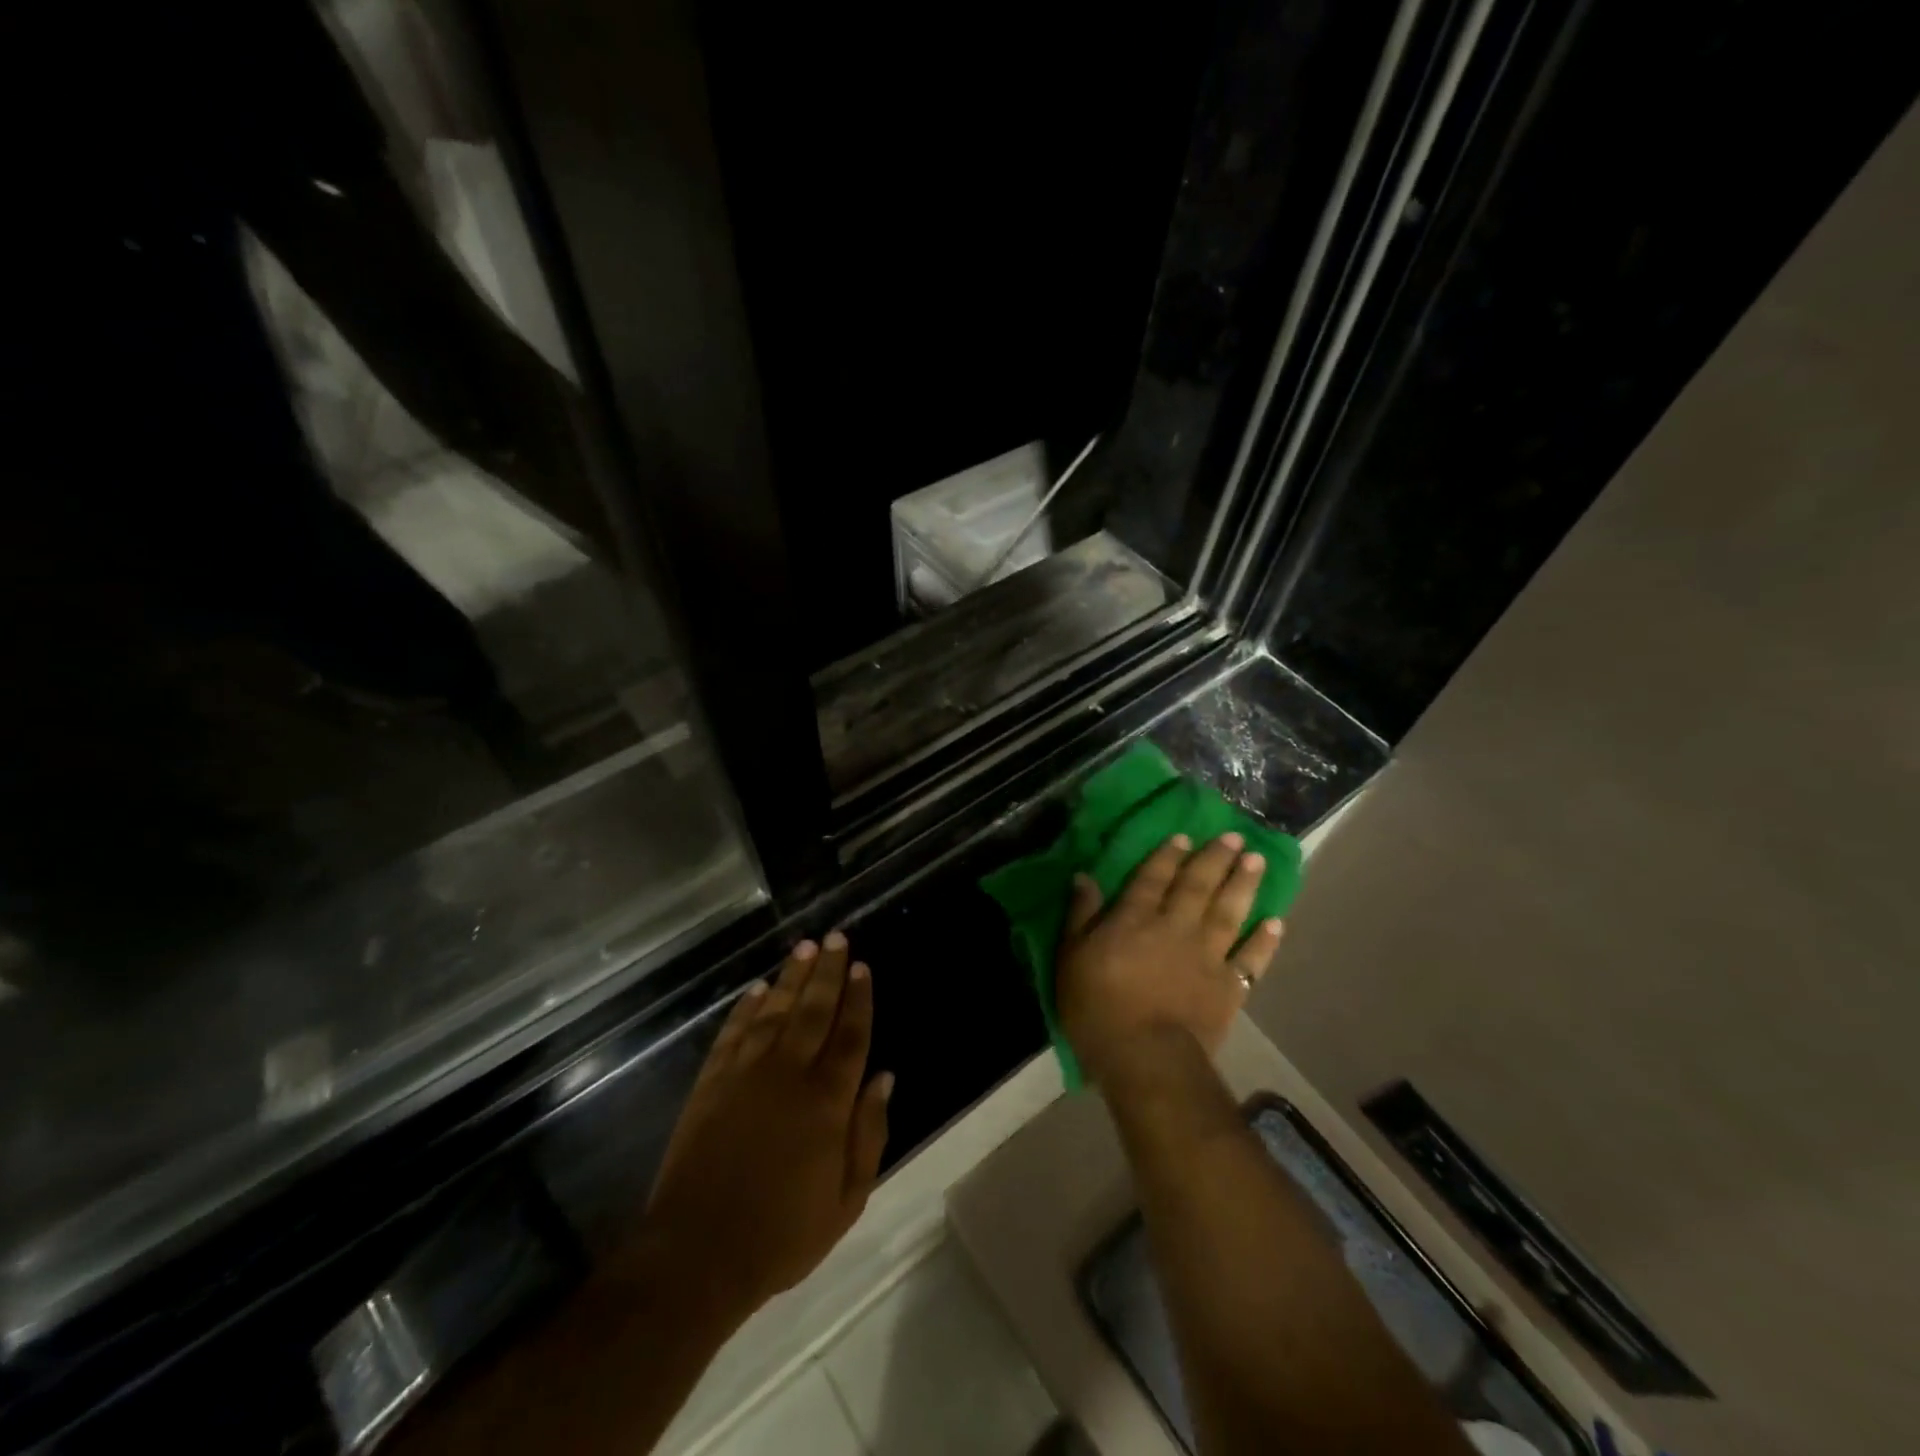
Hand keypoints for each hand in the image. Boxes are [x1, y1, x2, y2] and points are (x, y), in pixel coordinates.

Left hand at [633, 933, 891, 1327]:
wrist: (698, 1255)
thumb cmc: (782, 1234)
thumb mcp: (846, 1200)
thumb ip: (869, 1133)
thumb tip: (884, 1077)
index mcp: (827, 1100)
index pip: (850, 1035)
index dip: (859, 999)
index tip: (864, 967)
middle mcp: (789, 1073)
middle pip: (814, 1010)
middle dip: (828, 971)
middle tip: (837, 938)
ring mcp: (745, 1074)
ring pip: (774, 1011)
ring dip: (791, 977)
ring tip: (805, 948)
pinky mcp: (711, 1083)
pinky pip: (733, 1033)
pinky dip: (746, 1008)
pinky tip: (757, 990)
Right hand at [1056, 832, 1283, 1081]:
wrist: (1146, 1057)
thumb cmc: (1098, 1009)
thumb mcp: (1070, 958)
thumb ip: (1080, 916)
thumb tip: (1084, 877)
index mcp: (1136, 919)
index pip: (1152, 878)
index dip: (1167, 855)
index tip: (1184, 836)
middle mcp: (1176, 927)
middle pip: (1197, 886)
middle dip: (1214, 859)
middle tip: (1233, 836)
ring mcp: (1207, 956)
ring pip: (1229, 912)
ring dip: (1243, 885)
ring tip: (1256, 861)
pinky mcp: (1229, 988)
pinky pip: (1252, 959)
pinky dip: (1265, 941)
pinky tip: (1276, 922)